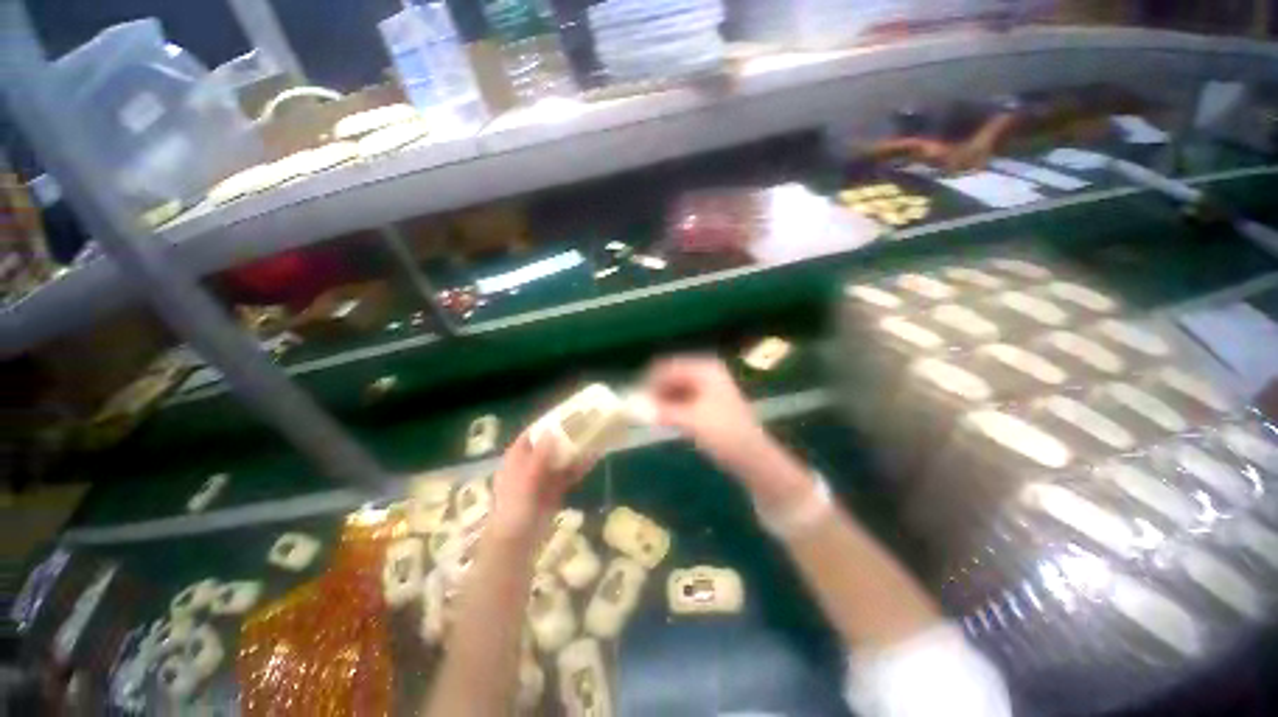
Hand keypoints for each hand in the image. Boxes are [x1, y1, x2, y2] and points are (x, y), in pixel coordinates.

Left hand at [490, 432, 593, 540]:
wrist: (517, 543)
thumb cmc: (515, 508)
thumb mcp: (525, 480)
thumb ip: (539, 457)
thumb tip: (551, 432)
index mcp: (517, 458)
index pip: (532, 434)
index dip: (547, 423)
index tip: (566, 413)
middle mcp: (530, 464)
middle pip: (550, 444)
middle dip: (566, 435)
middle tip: (585, 423)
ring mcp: (543, 477)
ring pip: (561, 457)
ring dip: (576, 450)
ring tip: (593, 437)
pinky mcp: (554, 490)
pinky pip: (569, 473)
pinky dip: (580, 466)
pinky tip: (593, 459)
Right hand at [645, 356, 811, 505]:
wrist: (753, 458)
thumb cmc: (724, 435)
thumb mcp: (690, 421)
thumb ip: (660, 410)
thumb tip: (631, 404)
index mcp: (705, 369)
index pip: (667, 367)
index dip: (649, 381)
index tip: (634, 399)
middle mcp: (707, 372)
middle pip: (672, 375)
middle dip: (656, 391)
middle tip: (641, 410)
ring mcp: (710, 386)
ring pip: (676, 387)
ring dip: (663, 400)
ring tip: (651, 416)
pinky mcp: (710, 401)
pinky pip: (684, 398)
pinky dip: (672, 407)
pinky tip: (665, 419)